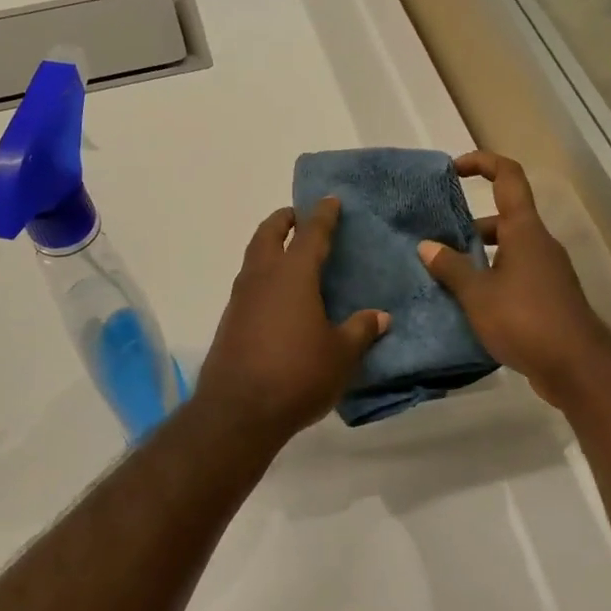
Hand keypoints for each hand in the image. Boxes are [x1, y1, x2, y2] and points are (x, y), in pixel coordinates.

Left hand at [192, 198, 389, 447]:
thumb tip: (380, 316)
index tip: (329, 200)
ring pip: (254, 258)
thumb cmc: (297, 375)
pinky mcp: (230, 321)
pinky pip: (248, 284)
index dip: (322, 215)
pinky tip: (276, 296)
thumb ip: (360, 331)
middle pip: (269, 234)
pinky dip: (262, 275)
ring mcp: (241, 299)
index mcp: (293, 275)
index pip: (311, 234)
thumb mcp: (341, 355)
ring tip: (288, 253)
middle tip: (298, 216)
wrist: (238, 410)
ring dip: (269, 246)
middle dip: (284, 220)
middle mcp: (262, 277)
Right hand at [417, 151, 610, 405]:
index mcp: (524, 230)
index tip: (454, 169)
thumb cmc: (524, 319)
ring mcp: (547, 272)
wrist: (576, 366)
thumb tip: (426, 246)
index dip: (482, 163)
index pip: (508, 177)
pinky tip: (469, 304)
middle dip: (470, 226)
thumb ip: (451, 268)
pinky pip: (515, 276)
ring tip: (446, 277)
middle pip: (504, 219)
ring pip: (508, 251)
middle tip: (437, 244)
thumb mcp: (477, 294)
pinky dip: (492, 280)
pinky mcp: (549, 298)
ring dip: (479, 257)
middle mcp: (539, 244)